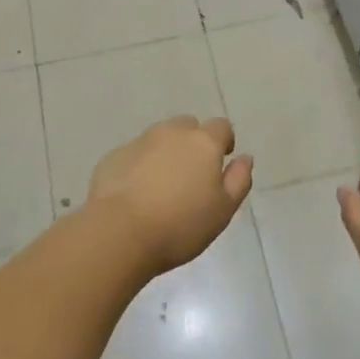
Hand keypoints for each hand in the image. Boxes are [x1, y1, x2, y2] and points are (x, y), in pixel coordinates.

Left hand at [87, 116, 253, 274]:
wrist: (119, 232)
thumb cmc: (180, 224)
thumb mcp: (223, 210)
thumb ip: (238, 180)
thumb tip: (245, 158)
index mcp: (203, 142)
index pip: (221, 127)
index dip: (224, 141)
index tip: (221, 162)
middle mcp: (172, 133)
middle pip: (188, 126)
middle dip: (193, 143)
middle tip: (191, 175)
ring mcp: (140, 141)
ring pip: (160, 138)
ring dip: (166, 152)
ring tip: (163, 185)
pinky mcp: (115, 156)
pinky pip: (135, 154)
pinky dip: (140, 166)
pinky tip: (136, 193)